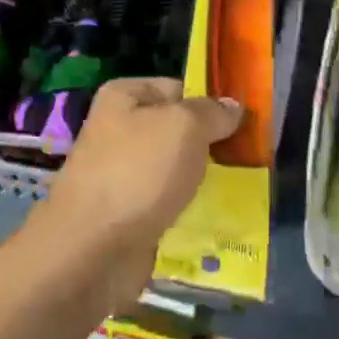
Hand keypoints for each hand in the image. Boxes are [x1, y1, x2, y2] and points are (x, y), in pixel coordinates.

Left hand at [31, 77, 241, 305]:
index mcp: (124, 97)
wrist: (92, 249)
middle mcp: (119, 131)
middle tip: (246, 159)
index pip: (178, 88)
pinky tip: (216, 218)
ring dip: (203, 181)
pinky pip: (169, 204)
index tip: (243, 125)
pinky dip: (189, 211)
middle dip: (210, 146)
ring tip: (239, 190)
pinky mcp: (129, 214)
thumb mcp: (185, 126)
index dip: (210, 104)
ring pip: (176, 170)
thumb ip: (213, 113)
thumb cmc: (138, 172)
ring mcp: (122, 174)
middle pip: (178, 131)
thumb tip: (232, 107)